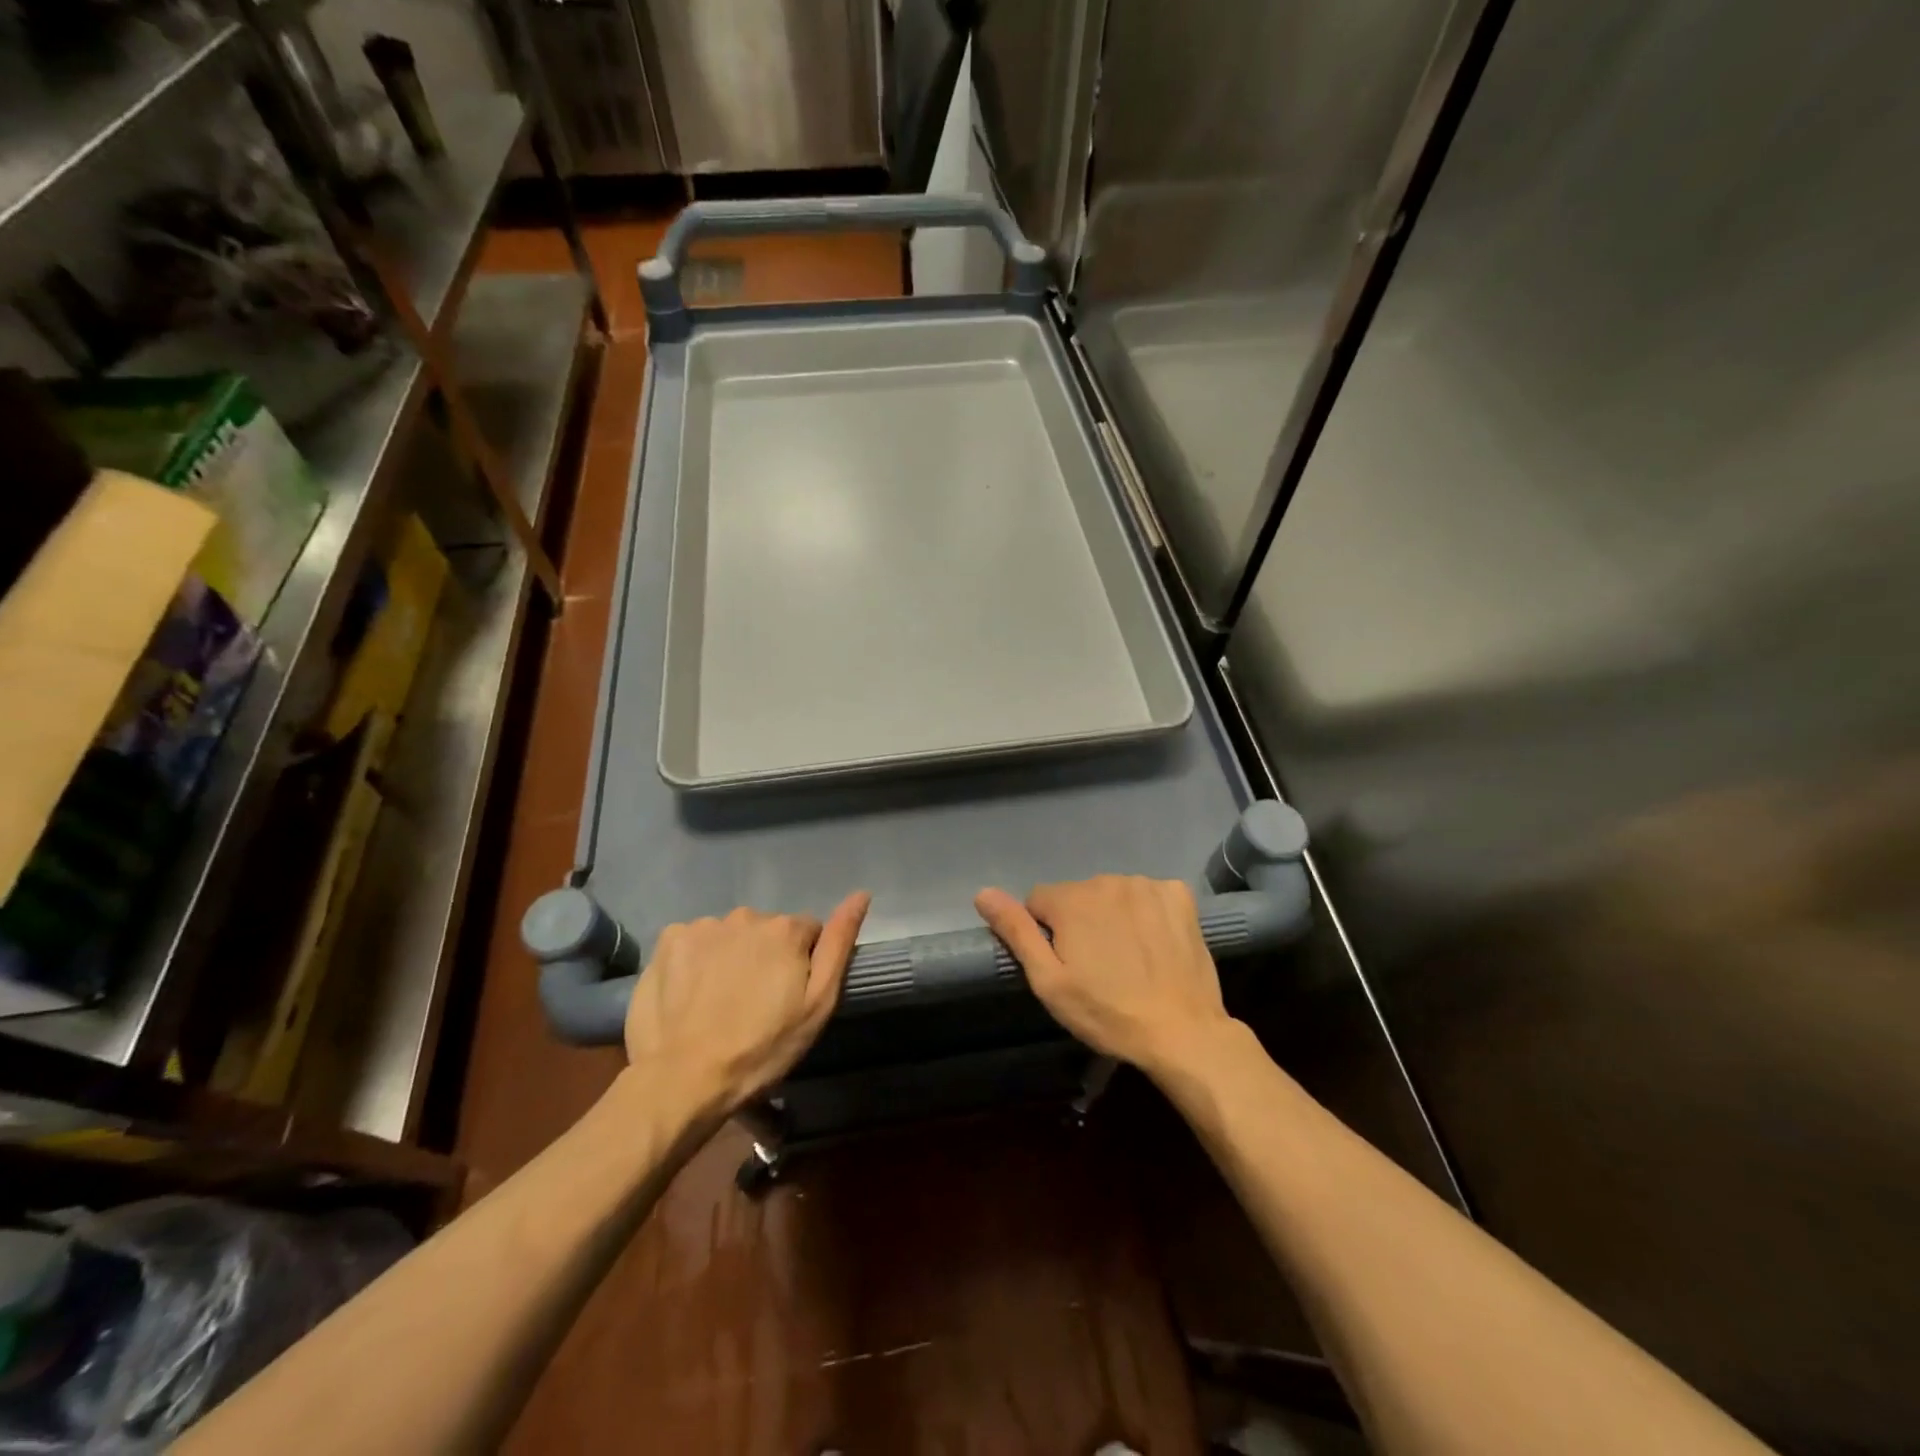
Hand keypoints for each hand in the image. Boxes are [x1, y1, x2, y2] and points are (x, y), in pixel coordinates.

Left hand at [622, 892, 869, 1118]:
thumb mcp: (817, 1004)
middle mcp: (745, 915)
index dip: (802, 964)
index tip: (788, 997)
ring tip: (719, 1001)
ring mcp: (702, 926)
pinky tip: (690, 992)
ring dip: (730, 957)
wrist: (682, 1079)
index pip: (807, 932)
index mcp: (785, 929)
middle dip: (765, 957)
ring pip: (729, 936)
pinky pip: (693, 942)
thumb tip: (861, 894)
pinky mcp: (667, 941)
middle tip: (754, 1003)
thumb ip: (839, 944)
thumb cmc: (761, 1048)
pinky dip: (695, 960)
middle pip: (766, 931)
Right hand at [975, 876, 1232, 1076]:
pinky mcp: (1179, 895)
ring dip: (1114, 916)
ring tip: (1129, 959)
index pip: (1039, 901)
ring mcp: (1147, 885)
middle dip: (1080, 923)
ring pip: (1113, 894)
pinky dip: (1148, 912)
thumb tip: (983, 893)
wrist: (1182, 1032)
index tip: (1065, 965)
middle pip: (1078, 896)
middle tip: (1098, 968)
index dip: (1047, 933)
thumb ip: (1016, 931)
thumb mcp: (1049, 981)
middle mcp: (1107, 880)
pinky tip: (1155, 943)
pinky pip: (1150, 895)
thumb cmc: (1107, 1013)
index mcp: (1071, 899)